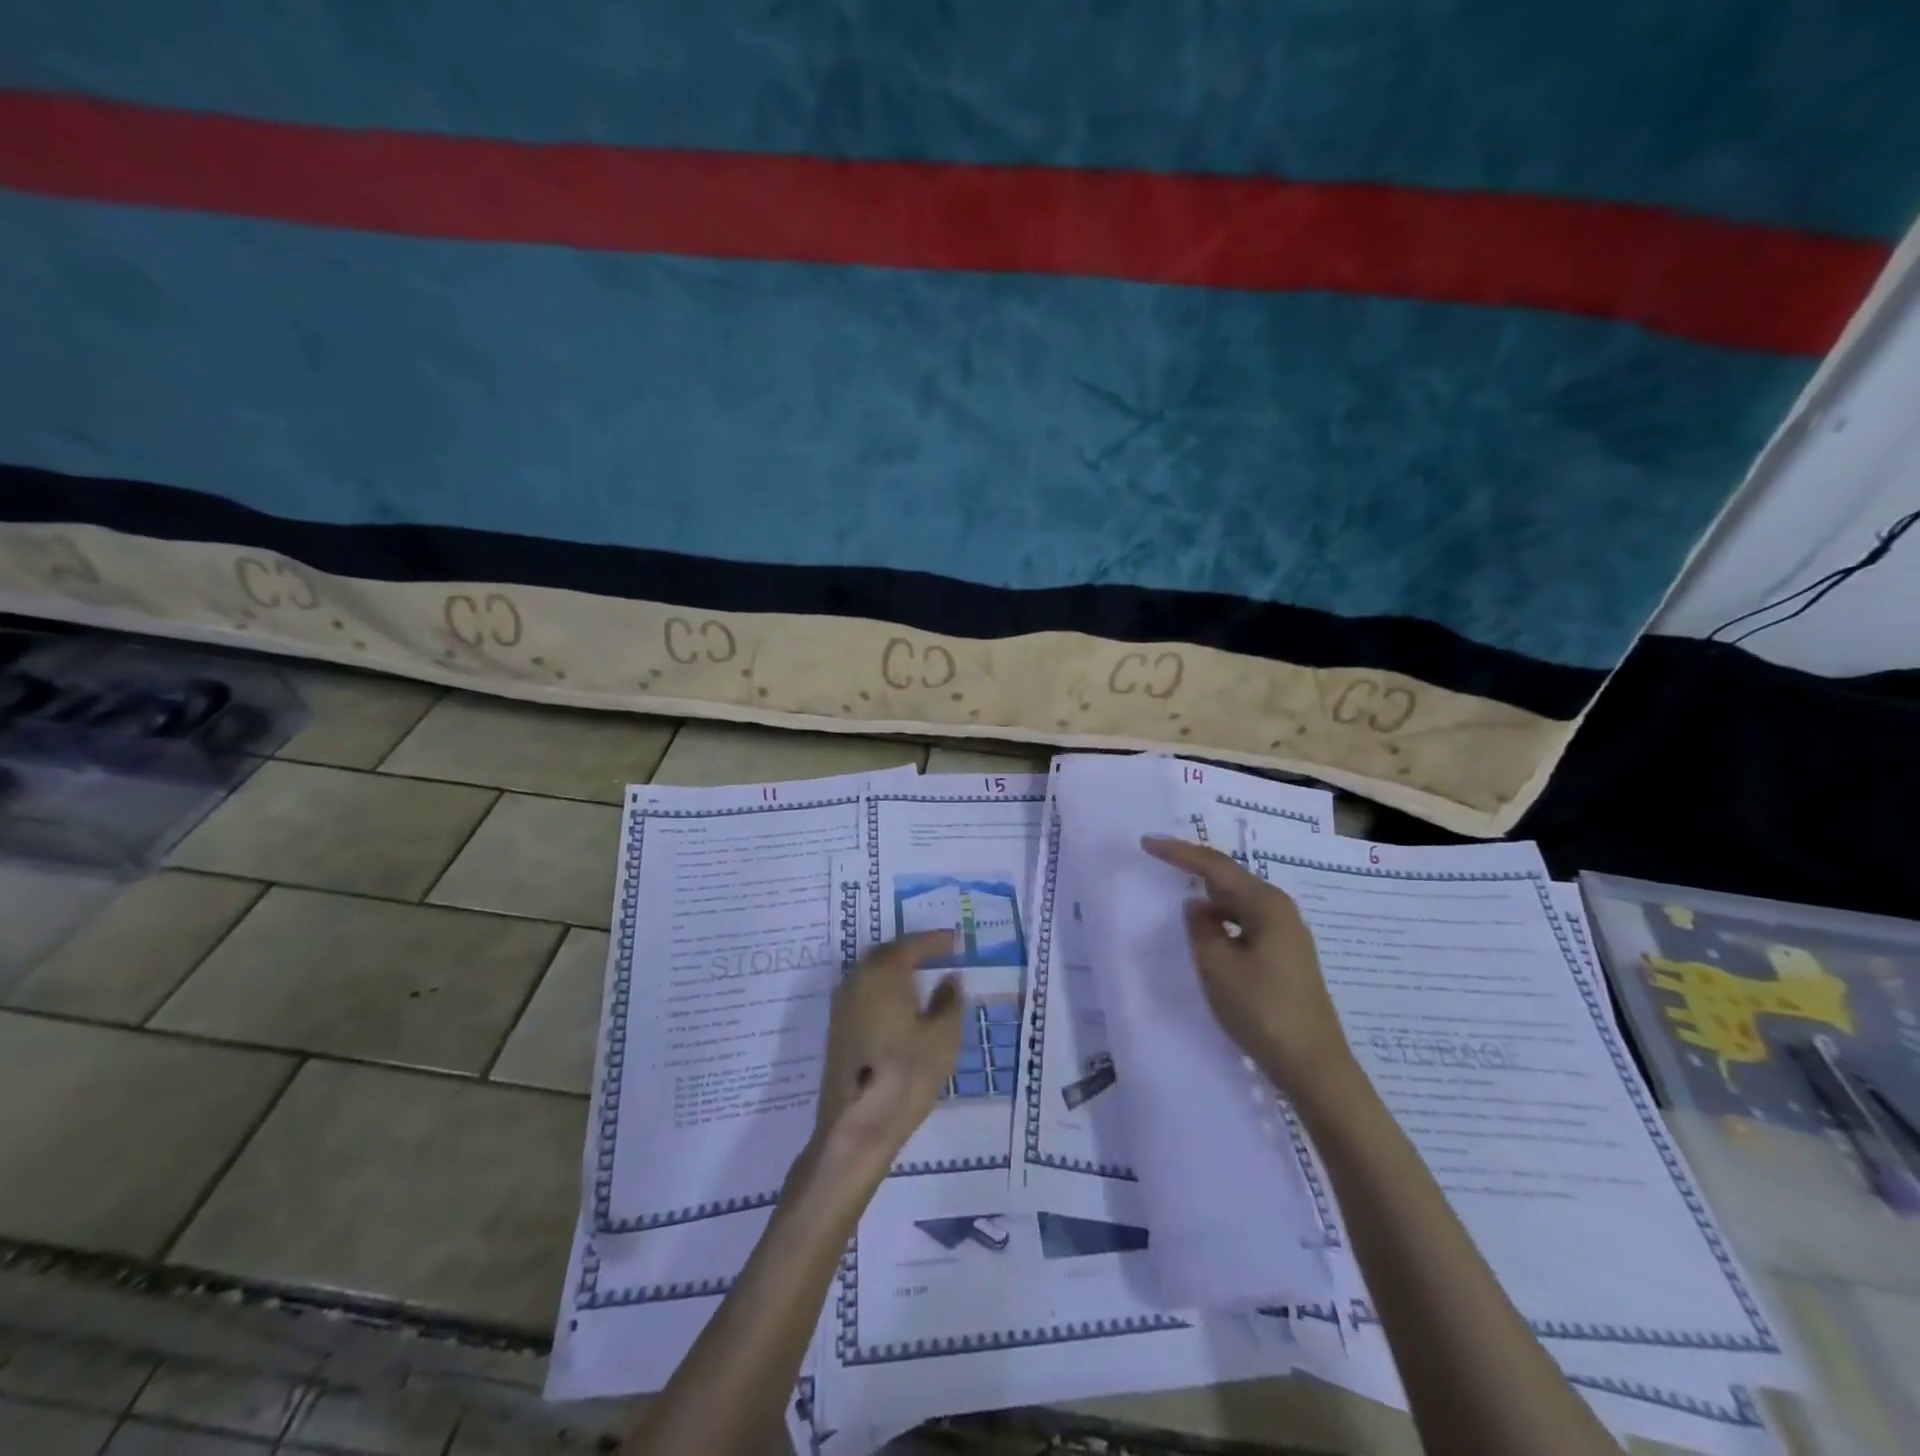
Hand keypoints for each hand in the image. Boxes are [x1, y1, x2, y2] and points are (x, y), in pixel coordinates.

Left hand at [808, 931, 965, 1178]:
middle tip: (937, 953)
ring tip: (921, 977)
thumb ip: (949, 1001)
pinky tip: (899, 1005)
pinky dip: (883, 989)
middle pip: (886, 953)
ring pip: (871, 973)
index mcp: (882, 974)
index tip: (954, 939)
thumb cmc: (905, 1076)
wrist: (855, 1127)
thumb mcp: (942, 1038)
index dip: (934, 941)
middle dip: (911, 950)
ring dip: (894, 969)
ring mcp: (842, 1005)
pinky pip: (863, 992)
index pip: (911, 945)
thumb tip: (949, 979)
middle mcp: (856, 980)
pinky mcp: (837, 1029)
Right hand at [1141, 835, 1356, 1096]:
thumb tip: (1197, 907)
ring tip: (1177, 892)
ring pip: (1237, 902)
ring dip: (1207, 896)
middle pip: (1229, 878)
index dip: (1179, 852)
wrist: (1313, 1066)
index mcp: (1266, 904)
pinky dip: (1221, 920)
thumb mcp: (1217, 966)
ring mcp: (1286, 934)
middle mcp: (1280, 910)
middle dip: (1193, 868)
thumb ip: (1200, 928)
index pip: (1215, 866)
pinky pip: (1245, 923)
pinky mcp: (1285, 956)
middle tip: (1159, 859)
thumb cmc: (1262, 1010)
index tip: (1146, 843)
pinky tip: (1206, 932)